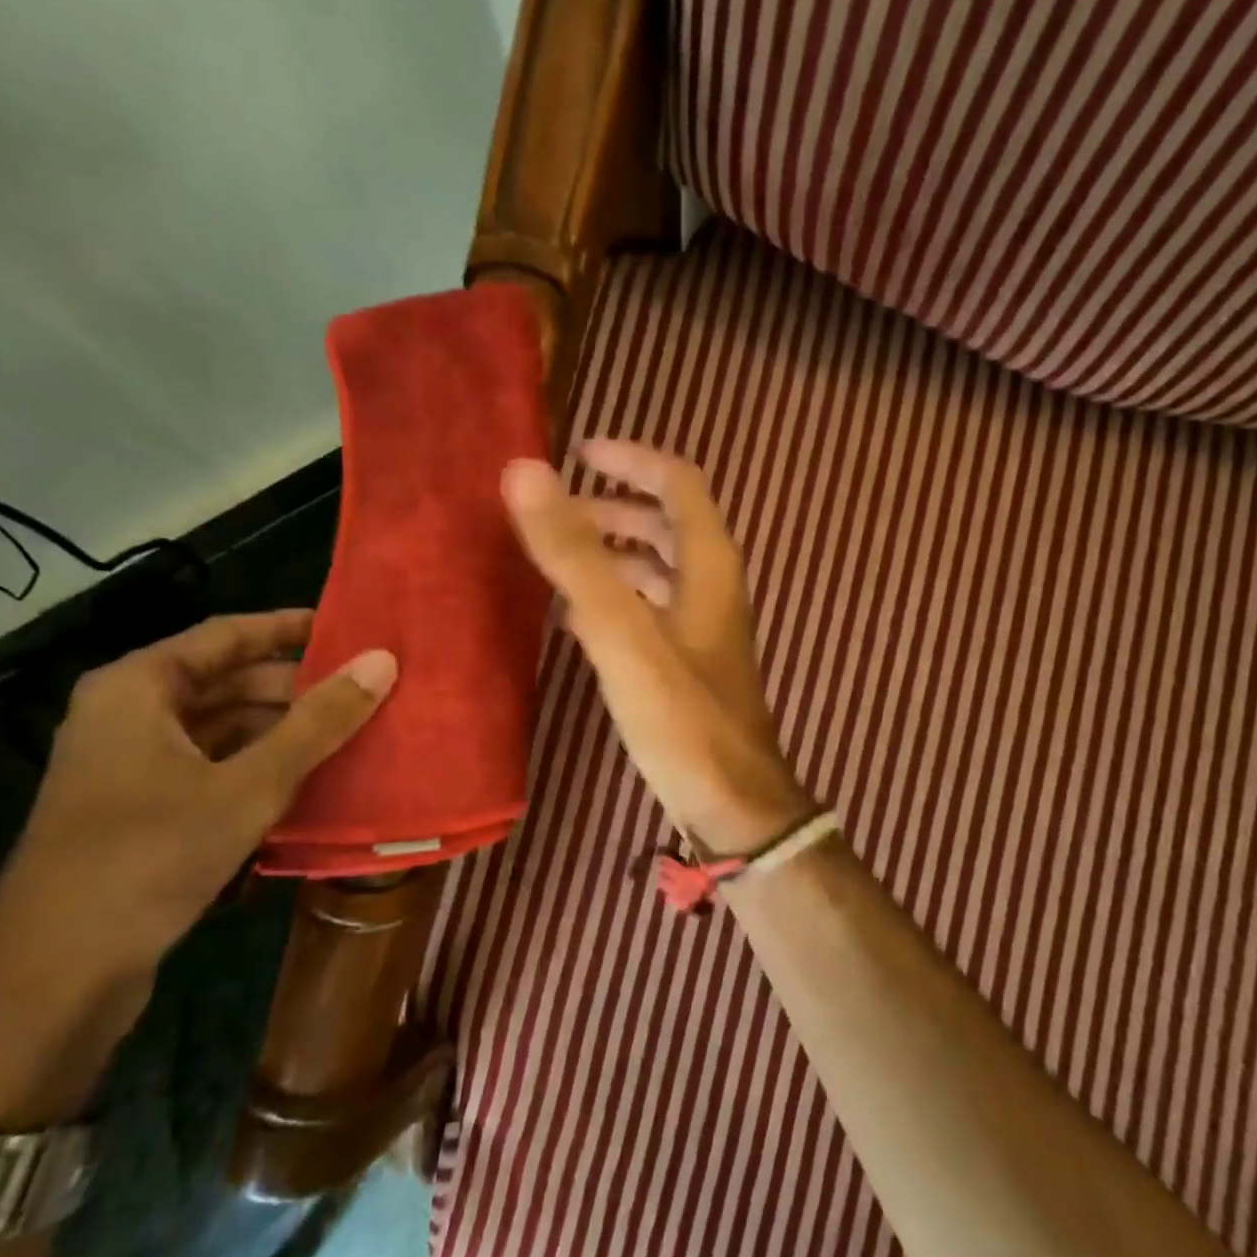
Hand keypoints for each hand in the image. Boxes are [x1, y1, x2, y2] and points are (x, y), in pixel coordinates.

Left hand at [0, 610, 396, 986]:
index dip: (292, 628)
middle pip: (228, 681)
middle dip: (298, 686)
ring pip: (225, 726)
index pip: (228, 635)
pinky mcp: (143, 808)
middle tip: (367, 689)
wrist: (57, 977)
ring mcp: (133, 764)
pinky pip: (215, 765)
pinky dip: (263, 764)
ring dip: (285, 729)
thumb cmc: (150, 857)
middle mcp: (130, 714)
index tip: (353, 629)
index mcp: (138, 688)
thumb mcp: (250, 785)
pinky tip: (314, 777)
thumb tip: (382, 661)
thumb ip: (319, 721)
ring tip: (354, 730)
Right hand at [502, 440, 813, 854]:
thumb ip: (576, 555)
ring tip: (554, 556)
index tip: (579, 452)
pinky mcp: (687, 666)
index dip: (632, 460)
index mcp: (709, 565)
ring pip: (656, 570)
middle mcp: (711, 588)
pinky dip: (614, 597)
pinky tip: (573, 614)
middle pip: (666, 524)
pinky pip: (648, 612)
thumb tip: (525, 472)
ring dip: (611, 553)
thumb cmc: (682, 716)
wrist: (731, 803)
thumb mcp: (623, 632)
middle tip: (554, 511)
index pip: (679, 483)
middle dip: (613, 508)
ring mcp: (701, 629)